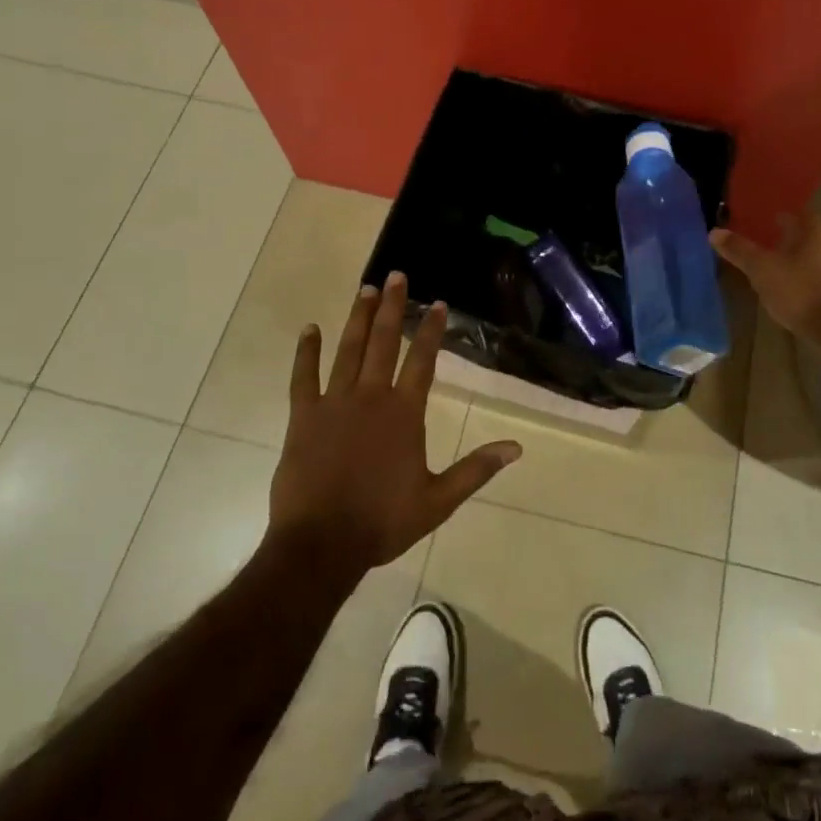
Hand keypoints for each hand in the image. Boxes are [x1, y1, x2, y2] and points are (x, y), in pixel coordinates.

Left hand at [268, 271, 521, 577]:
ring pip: (347, 350)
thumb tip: (516, 447)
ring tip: (365, 289)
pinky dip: (306, 351)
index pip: (421, 360)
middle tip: (396, 276)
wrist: (321, 544)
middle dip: (391, 307)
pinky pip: (304, 377)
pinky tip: (310, 329)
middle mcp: (371, 397)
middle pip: (383, 342)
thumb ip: (476, 469)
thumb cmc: (382, 521)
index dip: (430, 330)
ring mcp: (334, 403)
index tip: (437, 303)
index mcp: (404, 413)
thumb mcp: (438, 500)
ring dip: (357, 318)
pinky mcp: (304, 417)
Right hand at [711, 211, 820, 351]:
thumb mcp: (763, 270)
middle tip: (768, 246)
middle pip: (811, 236)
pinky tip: (797, 295)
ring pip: (818, 259)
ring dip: (801, 263)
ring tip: (778, 273)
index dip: (784, 215)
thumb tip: (714, 232)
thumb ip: (740, 251)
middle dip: (791, 240)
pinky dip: (810, 283)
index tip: (768, 220)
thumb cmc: (802, 291)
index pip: (801, 213)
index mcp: (815, 233)